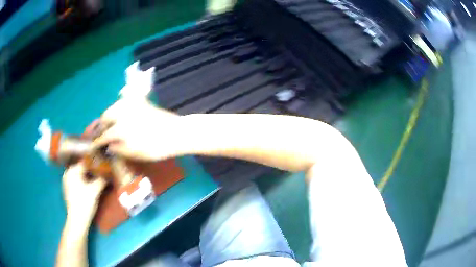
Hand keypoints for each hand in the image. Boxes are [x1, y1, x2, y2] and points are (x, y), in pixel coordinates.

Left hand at [62, 163, 106, 225]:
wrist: (78, 221)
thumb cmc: (84, 203)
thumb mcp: (95, 190)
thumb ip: (102, 179)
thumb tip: (109, 172)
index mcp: (72, 170)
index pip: (86, 161)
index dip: (97, 162)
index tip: (106, 163)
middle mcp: (68, 173)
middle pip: (83, 168)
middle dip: (93, 169)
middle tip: (104, 171)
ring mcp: (67, 182)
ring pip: (81, 175)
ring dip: (90, 176)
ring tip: (100, 177)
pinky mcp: (69, 189)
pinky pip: (79, 181)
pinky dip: (86, 181)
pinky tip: (93, 185)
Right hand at [93, 98, 182, 160]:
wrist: (176, 133)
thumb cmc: (155, 147)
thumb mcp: (135, 153)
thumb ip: (119, 149)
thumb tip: (108, 146)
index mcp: (120, 128)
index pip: (104, 134)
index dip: (98, 141)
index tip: (95, 145)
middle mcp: (122, 112)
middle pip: (106, 115)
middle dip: (102, 125)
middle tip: (104, 133)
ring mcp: (132, 104)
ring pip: (114, 106)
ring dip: (110, 114)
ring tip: (111, 123)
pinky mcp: (141, 100)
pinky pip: (128, 94)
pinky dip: (122, 98)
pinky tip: (121, 104)